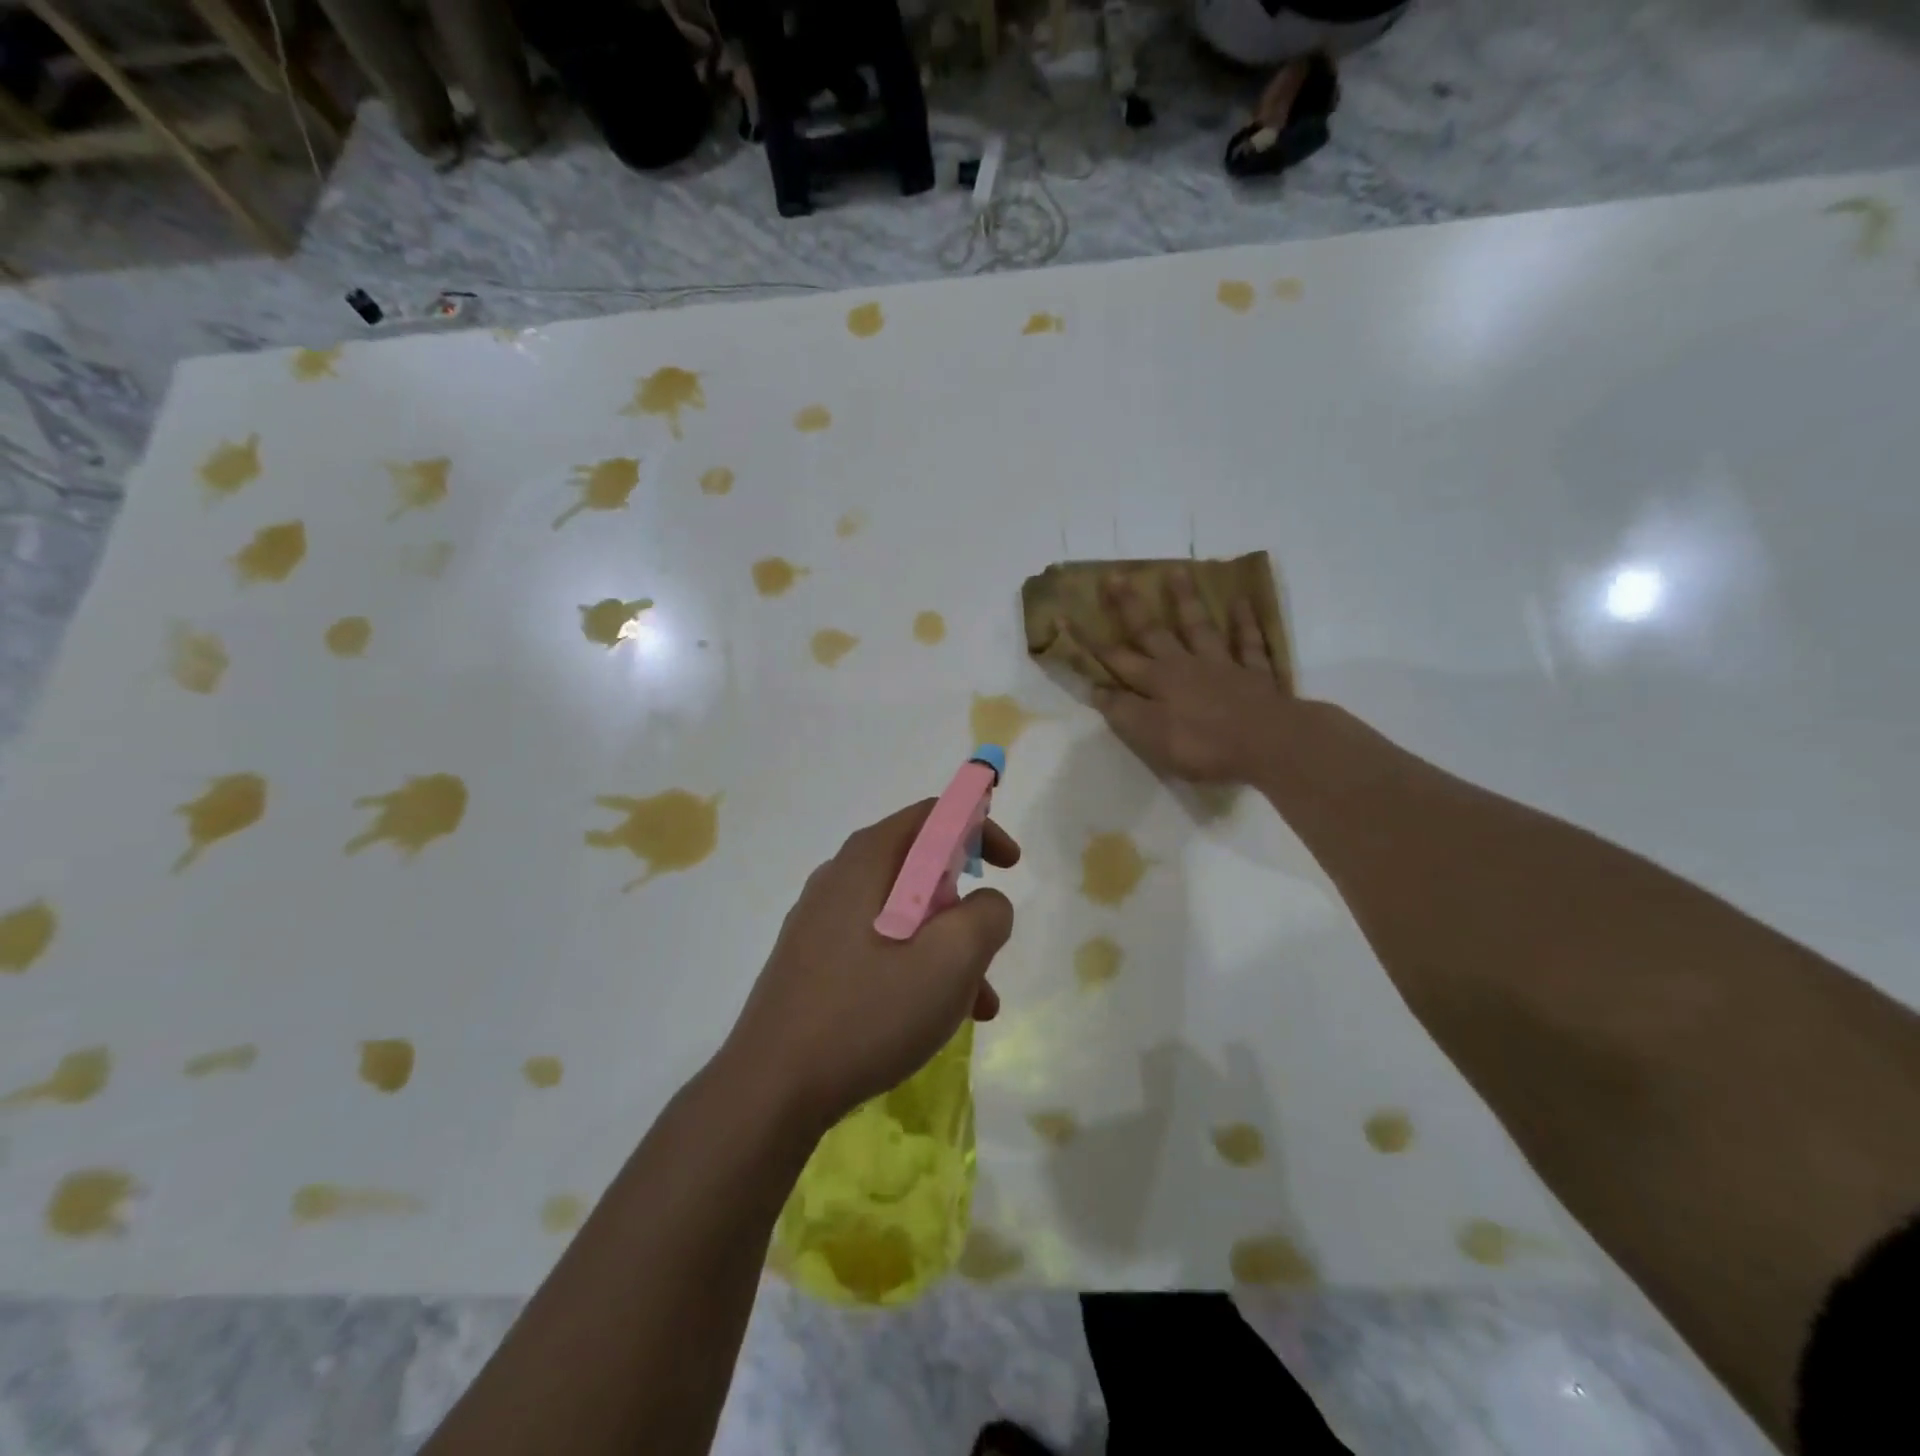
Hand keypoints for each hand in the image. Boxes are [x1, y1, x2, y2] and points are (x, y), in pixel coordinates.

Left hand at [722, 800, 1018, 1129]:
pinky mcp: (813, 959)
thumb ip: (986, 916)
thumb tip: (988, 904)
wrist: (771, 1088)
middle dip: (965, 904)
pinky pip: (879, 944)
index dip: (979, 828)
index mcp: (868, 859)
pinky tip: (931, 1018)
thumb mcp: (950, 961)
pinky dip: (915, 966)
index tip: (1010, 866)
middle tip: (988, 946)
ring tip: (976, 1005)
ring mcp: (821, 919)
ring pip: (904, 914)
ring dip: (946, 947)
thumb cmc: (868, 1012)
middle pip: (920, 867)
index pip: (933, 815)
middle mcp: (840, 877)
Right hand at [1074, 569, 1293, 784]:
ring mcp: (1222, 665)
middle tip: (1116, 576)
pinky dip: (1244, 622)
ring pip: (1199, 627)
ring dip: (1186, 601)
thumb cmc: (1203, 745)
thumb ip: (1123, 711)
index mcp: (1156, 682)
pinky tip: (1241, 602)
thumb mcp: (1150, 736)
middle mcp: (1184, 666)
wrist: (1268, 744)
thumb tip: (1096, 689)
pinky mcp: (1254, 674)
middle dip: (1131, 606)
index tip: (1066, 615)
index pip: (1115, 658)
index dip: (1090, 640)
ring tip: (1177, 571)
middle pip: (1153, 632)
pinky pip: (1248, 642)